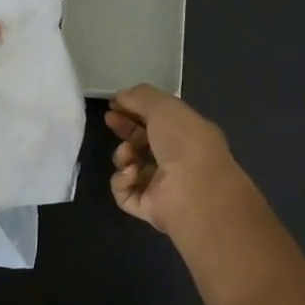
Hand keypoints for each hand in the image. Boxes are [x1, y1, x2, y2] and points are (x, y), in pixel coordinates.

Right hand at [104, 85, 251, 235]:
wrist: (195, 190)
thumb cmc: (184, 142)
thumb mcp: (164, 107)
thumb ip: (139, 97)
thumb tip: (119, 97)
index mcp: (187, 133)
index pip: (158, 119)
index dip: (135, 109)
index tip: (114, 103)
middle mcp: (176, 158)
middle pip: (142, 141)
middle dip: (125, 129)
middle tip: (109, 119)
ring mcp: (162, 185)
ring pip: (130, 166)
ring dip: (123, 155)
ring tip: (128, 154)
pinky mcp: (148, 207)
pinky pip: (125, 192)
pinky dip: (123, 181)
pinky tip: (131, 174)